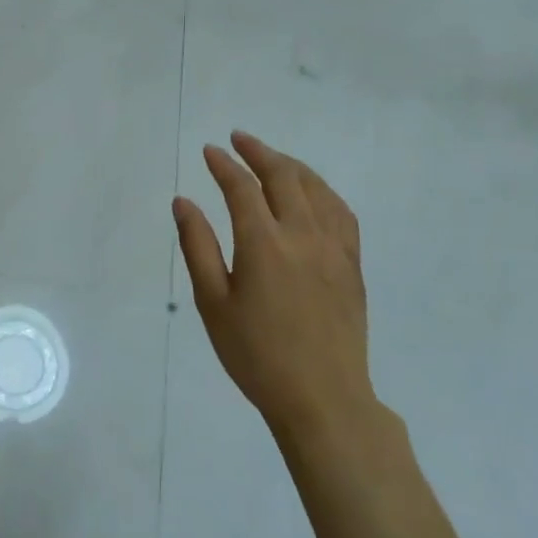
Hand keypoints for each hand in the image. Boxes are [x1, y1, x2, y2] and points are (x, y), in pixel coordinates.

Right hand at [173, 131, 377, 438]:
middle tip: (238, 139)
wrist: (323, 399)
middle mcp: (303, 235)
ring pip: (316, 189)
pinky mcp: (352, 265)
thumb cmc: (256, 354)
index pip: (241, 188)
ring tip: (272, 158)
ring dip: (291, 166)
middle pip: (283, 177)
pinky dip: (322, 191)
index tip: (209, 151)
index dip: (223, 165)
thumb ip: (197, 246)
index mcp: (264, 244)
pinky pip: (341, 212)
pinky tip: (313, 193)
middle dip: (258, 152)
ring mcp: (334, 248)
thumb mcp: (213, 303)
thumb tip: (184, 202)